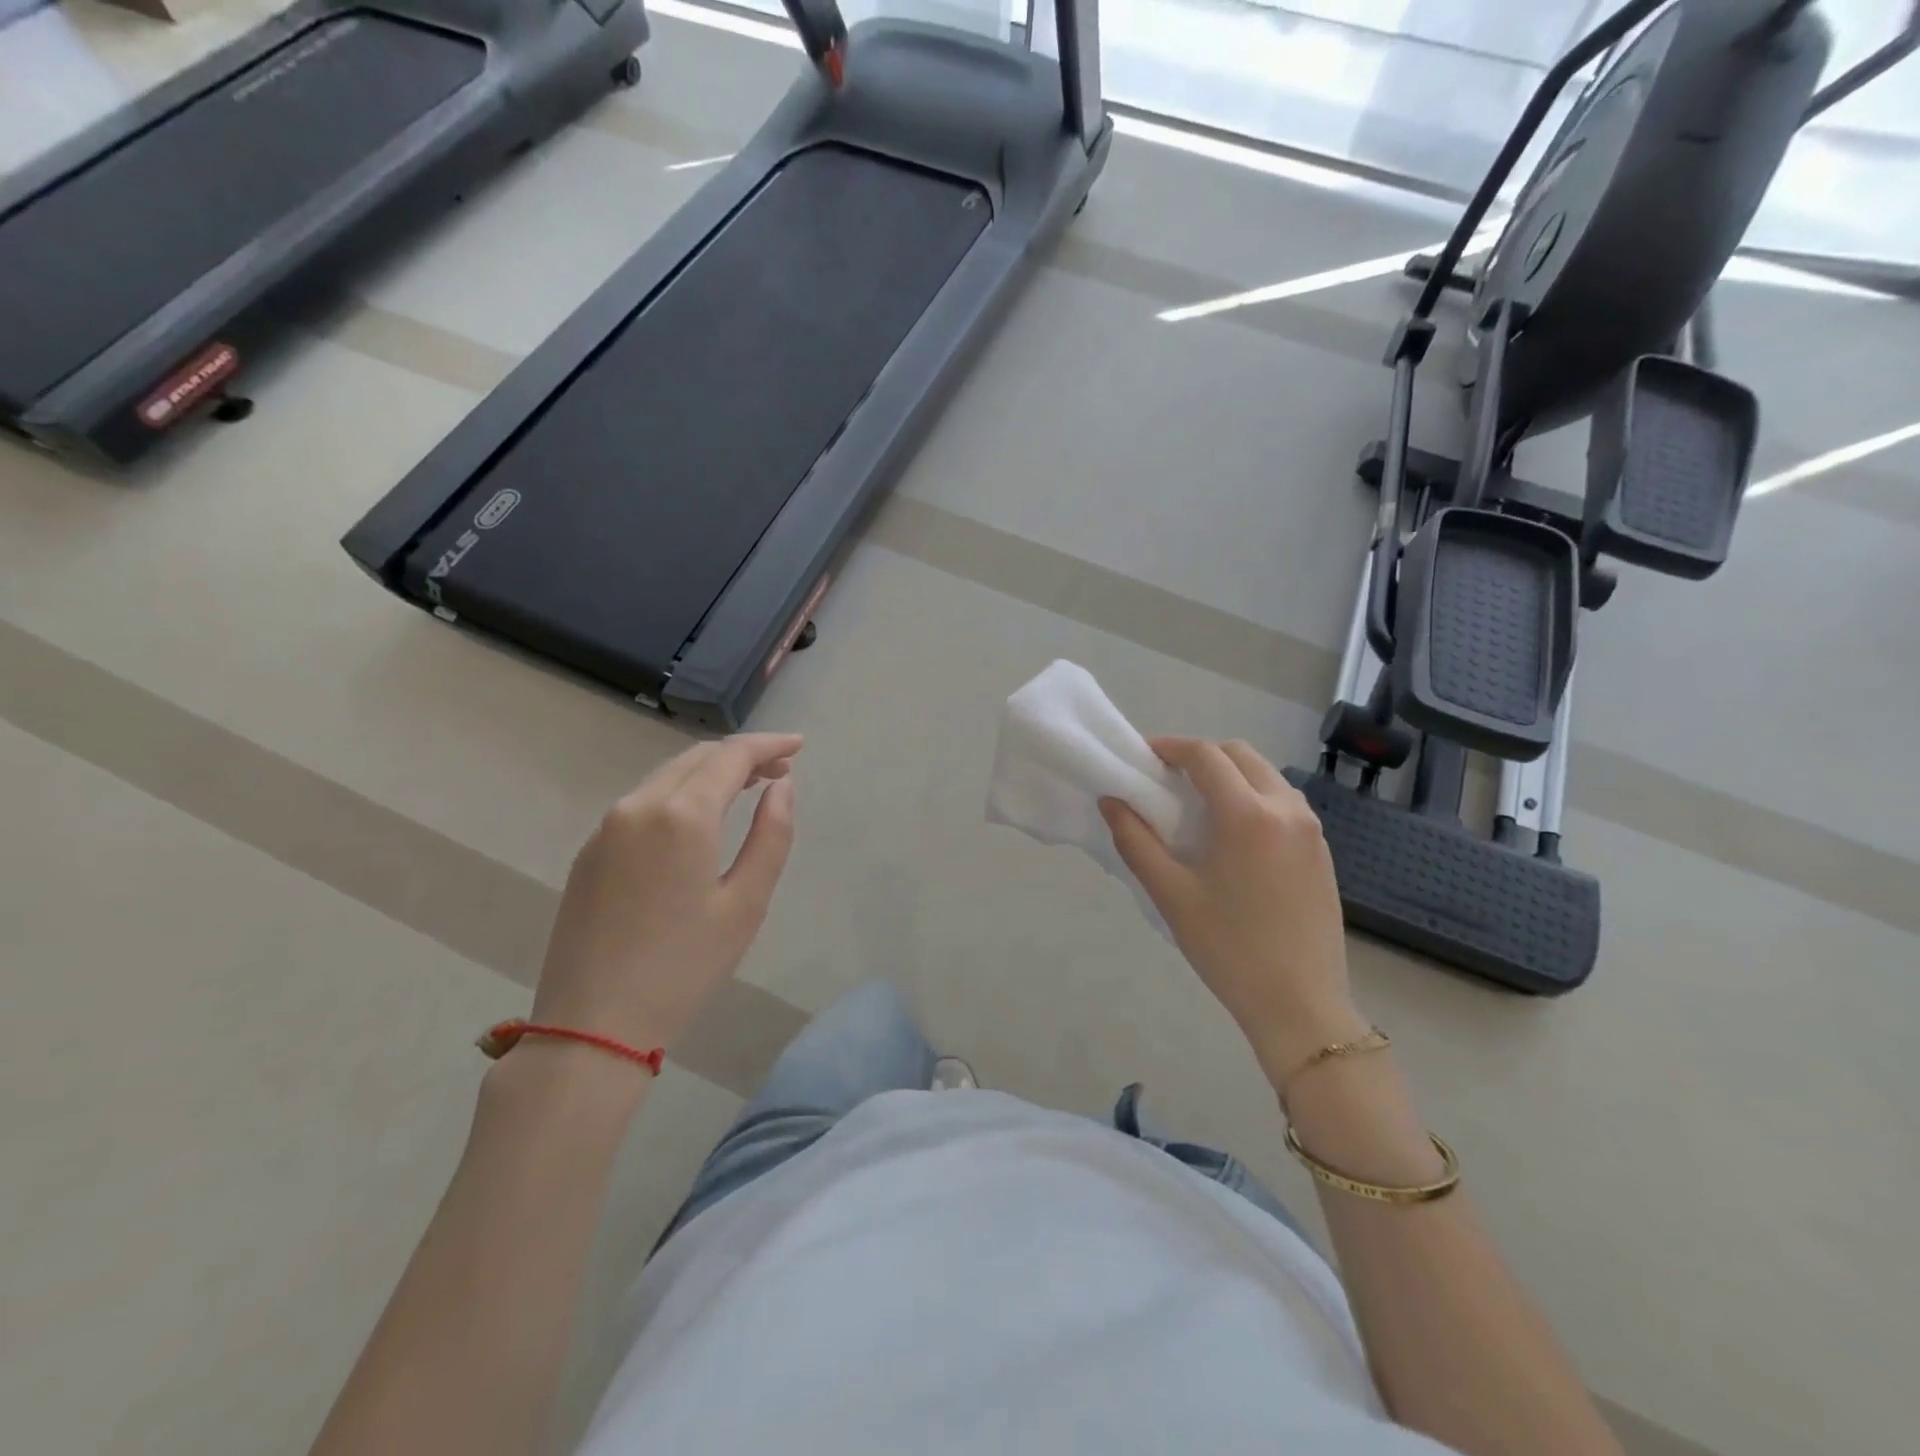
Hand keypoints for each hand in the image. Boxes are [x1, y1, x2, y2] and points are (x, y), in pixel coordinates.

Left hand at [531, 733, 801, 1053]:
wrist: (592, 1024)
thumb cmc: (684, 967)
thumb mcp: (746, 904)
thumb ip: (771, 835)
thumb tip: (782, 787)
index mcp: (681, 816)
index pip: (731, 756)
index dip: (768, 744)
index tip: (799, 745)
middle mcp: (639, 806)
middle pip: (697, 758)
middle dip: (742, 755)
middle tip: (780, 769)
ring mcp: (607, 827)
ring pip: (668, 777)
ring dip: (710, 772)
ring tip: (748, 788)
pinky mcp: (591, 851)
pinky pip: (644, 801)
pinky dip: (681, 793)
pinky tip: (700, 817)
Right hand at [1101, 738, 1364, 1080]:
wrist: (1300, 1005)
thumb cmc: (1227, 948)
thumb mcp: (1170, 894)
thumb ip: (1135, 840)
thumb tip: (1111, 800)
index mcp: (1248, 815)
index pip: (1206, 756)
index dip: (1170, 747)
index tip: (1143, 757)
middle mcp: (1287, 809)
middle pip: (1240, 755)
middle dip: (1201, 756)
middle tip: (1168, 780)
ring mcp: (1312, 830)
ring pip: (1266, 776)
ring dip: (1231, 775)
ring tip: (1199, 806)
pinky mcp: (1322, 851)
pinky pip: (1285, 803)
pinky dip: (1254, 797)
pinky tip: (1234, 835)